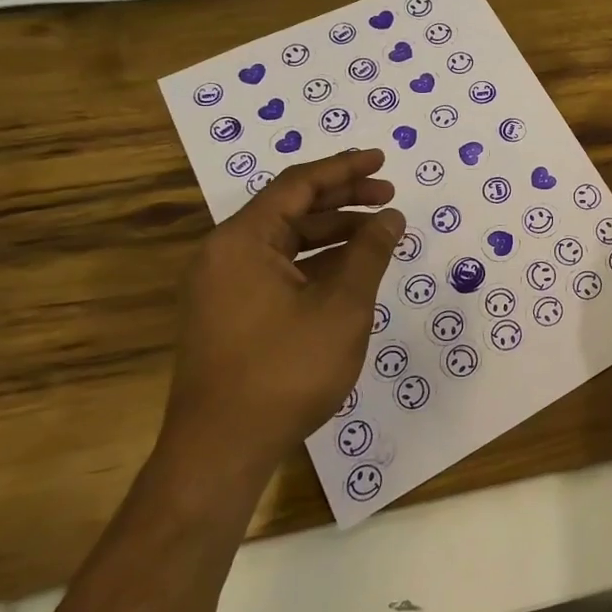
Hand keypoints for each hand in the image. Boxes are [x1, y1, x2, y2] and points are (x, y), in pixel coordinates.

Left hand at [167, 149, 402, 482]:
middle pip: (290, 210)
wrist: (221, 451)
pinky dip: (316, 263)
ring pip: (285, 242)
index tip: (381, 160)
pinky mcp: (229, 314)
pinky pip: (277, 270)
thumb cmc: (285, 370)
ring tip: (377, 235)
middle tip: (388, 197)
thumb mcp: (341, 307)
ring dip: (333, 234)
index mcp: (242, 241)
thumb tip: (390, 216)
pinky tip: (349, 272)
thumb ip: (369, 253)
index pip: (298, 185)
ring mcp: (223, 287)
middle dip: (343, 200)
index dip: (344, 169)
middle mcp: (225, 255)